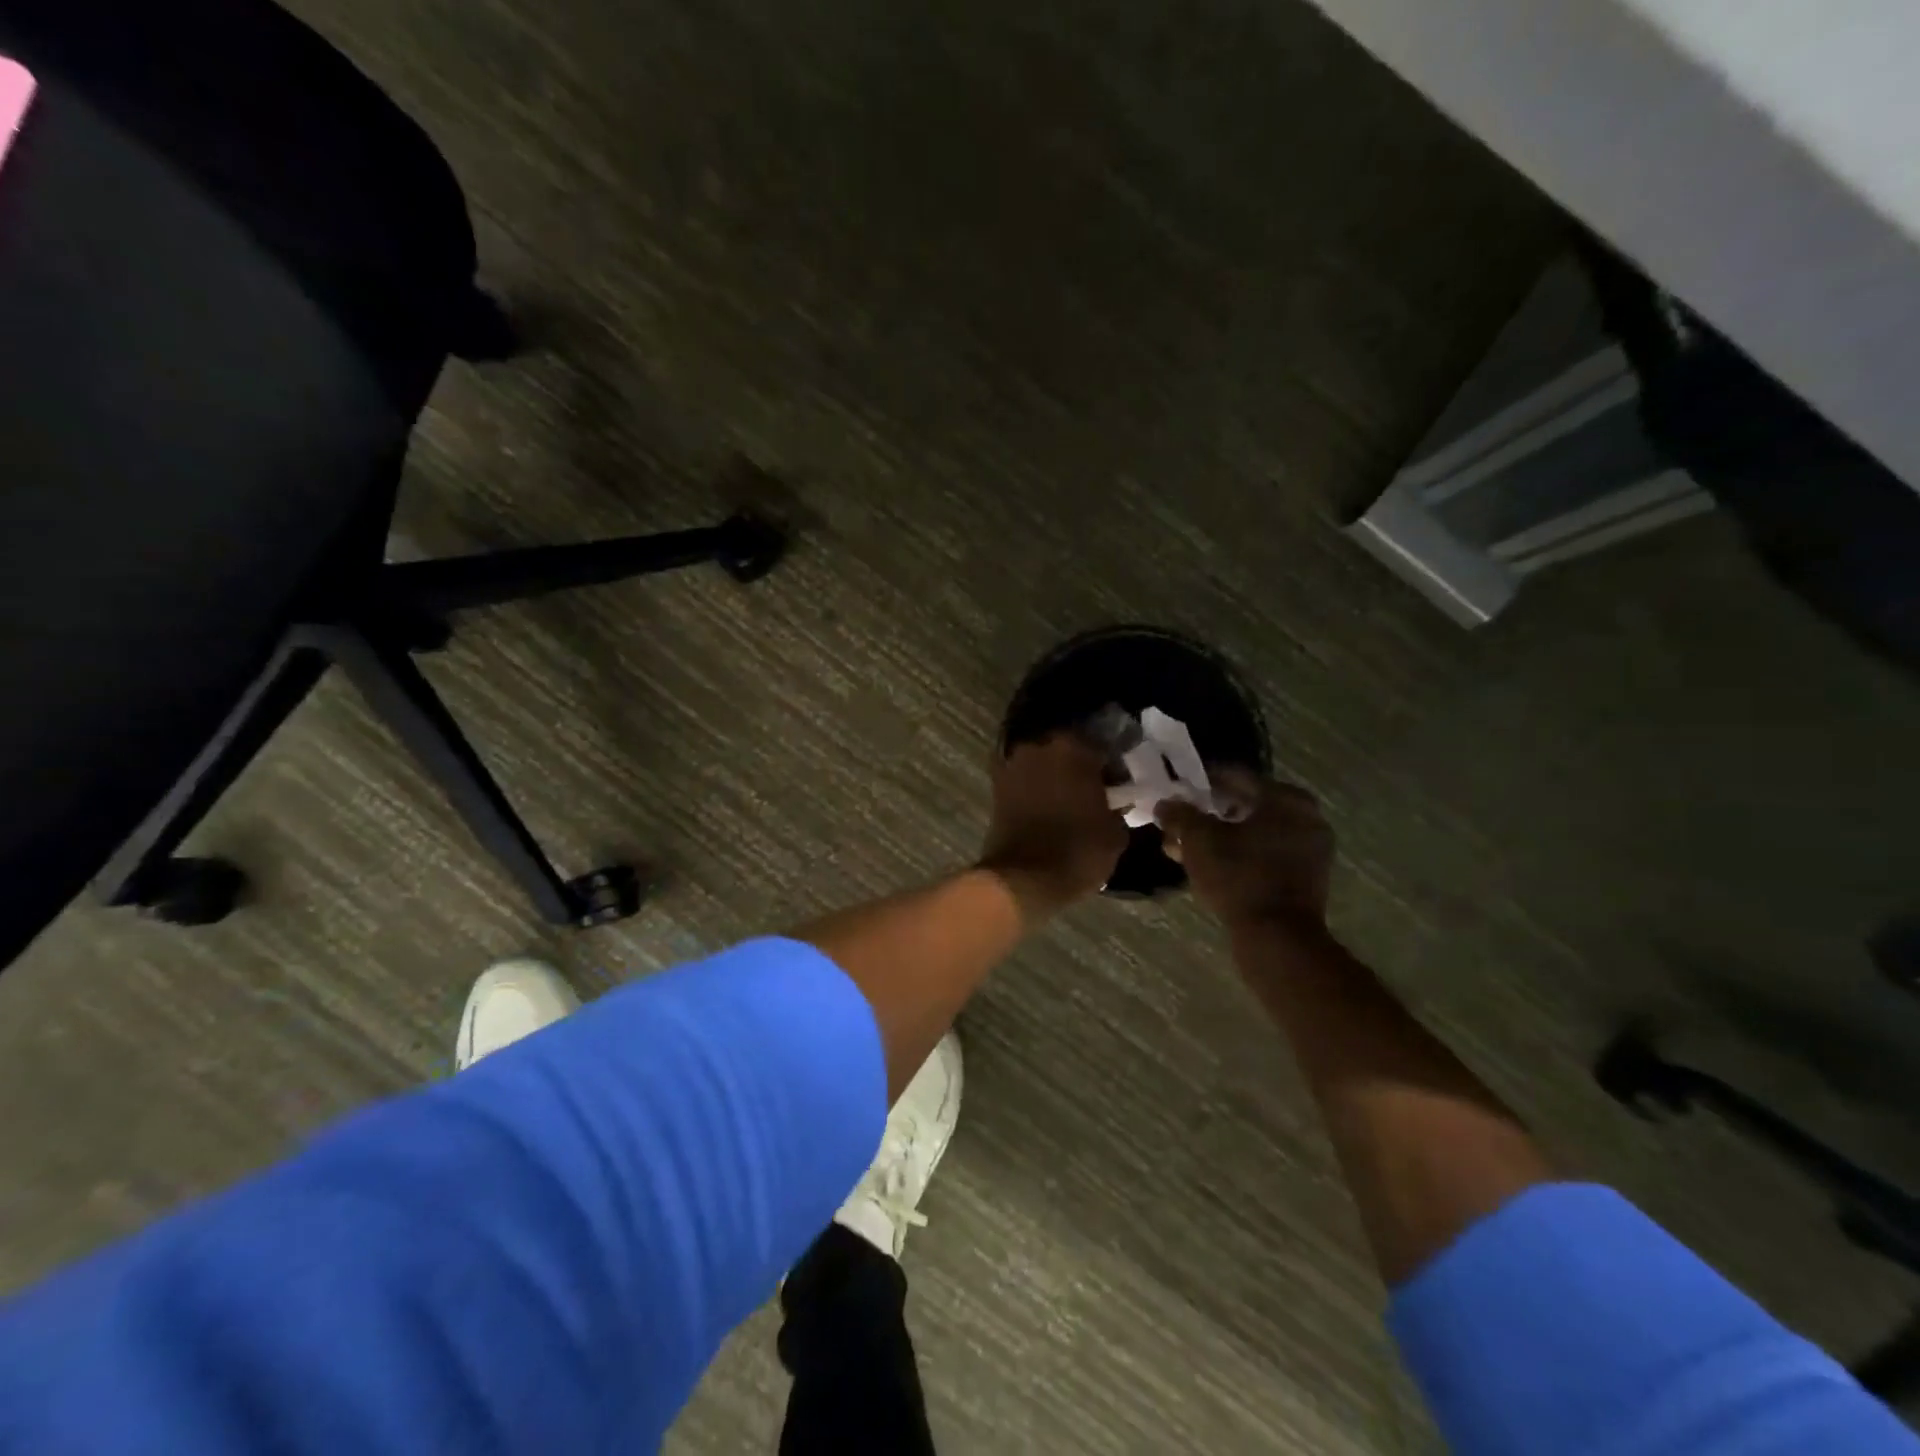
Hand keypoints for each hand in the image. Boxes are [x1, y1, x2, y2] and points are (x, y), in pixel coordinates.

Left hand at [979, 734, 1129, 918]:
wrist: (1022, 879)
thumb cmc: (1077, 852)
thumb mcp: (1115, 834)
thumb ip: (1117, 807)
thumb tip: (1114, 802)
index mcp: (1074, 749)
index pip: (1101, 748)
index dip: (1111, 768)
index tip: (1117, 786)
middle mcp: (1040, 747)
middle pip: (1066, 751)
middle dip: (1079, 768)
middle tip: (1091, 792)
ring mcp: (1013, 765)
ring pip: (1042, 764)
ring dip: (1053, 777)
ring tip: (1066, 802)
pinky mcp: (995, 787)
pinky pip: (1023, 781)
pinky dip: (1033, 790)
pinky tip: (1045, 808)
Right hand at [1157, 770, 1333, 932]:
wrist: (1277, 937)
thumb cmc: (1239, 877)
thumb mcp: (1198, 840)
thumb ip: (1179, 815)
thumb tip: (1165, 803)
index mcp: (1285, 798)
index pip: (1235, 776)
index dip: (1201, 782)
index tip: (1177, 791)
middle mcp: (1306, 816)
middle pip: (1245, 804)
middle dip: (1208, 813)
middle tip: (1180, 821)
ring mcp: (1311, 847)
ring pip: (1255, 830)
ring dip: (1220, 835)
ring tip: (1187, 847)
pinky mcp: (1307, 875)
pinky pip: (1267, 851)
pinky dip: (1240, 852)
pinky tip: (1210, 865)